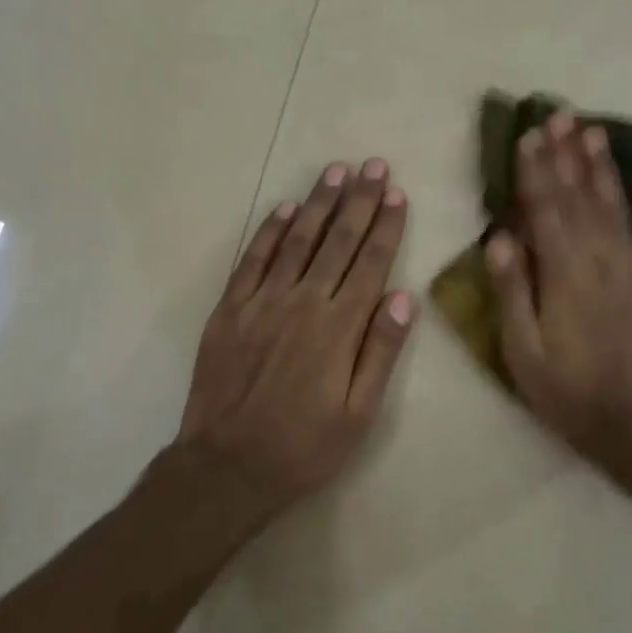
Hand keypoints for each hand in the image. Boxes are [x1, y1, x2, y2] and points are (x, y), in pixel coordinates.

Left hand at [175, 158, 415, 515]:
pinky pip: (253, 260)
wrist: (227, 467)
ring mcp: (262, 302)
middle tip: (374, 165)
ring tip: (337, 172)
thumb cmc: (304, 447)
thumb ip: (380, 352)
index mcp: (339, 328)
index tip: (397, 193)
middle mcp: (302, 303)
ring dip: (318, 203)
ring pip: (296, 240)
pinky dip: (270, 231)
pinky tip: (284, 208)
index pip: (370, 263)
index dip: (386, 226)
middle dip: (359, 201)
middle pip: (337, 241)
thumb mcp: (359, 415)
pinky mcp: (230, 310)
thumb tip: (404, 297)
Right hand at [486, 113, 631, 454]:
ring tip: (595, 130)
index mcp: (562, 272)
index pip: (544, 207)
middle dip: (567, 152)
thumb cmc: (570, 392)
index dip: (535, 169)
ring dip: (604, 166)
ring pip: (617, 204)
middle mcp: (601, 257)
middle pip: (580, 195)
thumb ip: (512, 290)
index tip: (528, 134)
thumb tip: (499, 235)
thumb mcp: (523, 350)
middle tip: (560, 114)